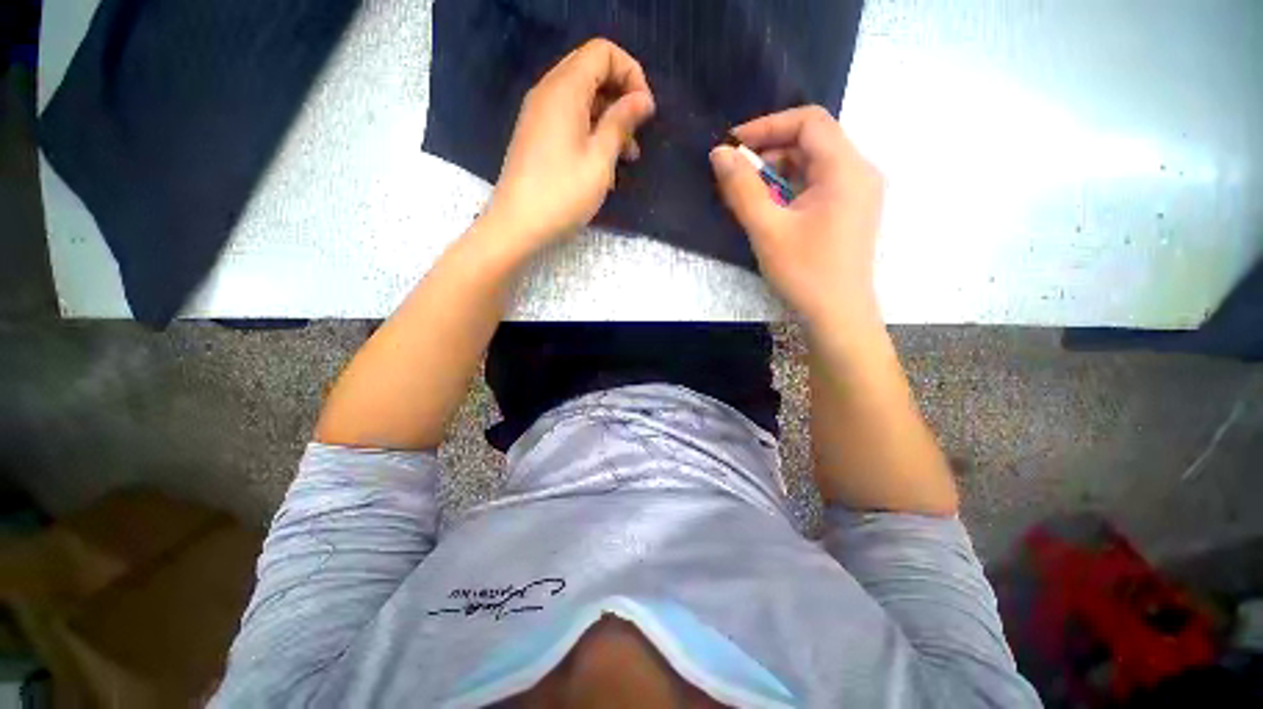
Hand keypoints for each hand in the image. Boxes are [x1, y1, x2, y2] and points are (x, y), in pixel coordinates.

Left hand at [484, 38, 655, 253]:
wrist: (517, 225)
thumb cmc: (563, 194)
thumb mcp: (600, 159)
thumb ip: (621, 122)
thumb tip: (642, 99)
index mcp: (565, 90)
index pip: (603, 52)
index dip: (630, 73)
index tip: (645, 110)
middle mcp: (548, 93)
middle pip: (592, 72)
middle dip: (621, 97)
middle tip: (638, 133)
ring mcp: (539, 115)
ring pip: (582, 99)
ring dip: (609, 120)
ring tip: (628, 157)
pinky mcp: (536, 136)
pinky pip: (569, 120)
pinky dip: (591, 132)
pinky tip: (604, 165)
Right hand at [710, 107, 884, 329]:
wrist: (837, 315)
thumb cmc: (804, 272)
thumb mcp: (767, 229)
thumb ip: (741, 188)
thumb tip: (720, 153)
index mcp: (846, 168)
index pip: (809, 122)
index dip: (767, 126)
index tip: (732, 145)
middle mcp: (859, 172)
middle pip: (812, 142)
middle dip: (770, 152)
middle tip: (735, 175)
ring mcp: (858, 193)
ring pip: (814, 165)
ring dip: (778, 173)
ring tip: (747, 195)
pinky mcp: (850, 211)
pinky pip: (818, 185)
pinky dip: (790, 189)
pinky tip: (769, 209)